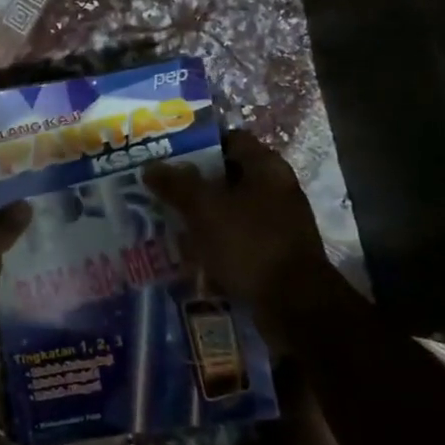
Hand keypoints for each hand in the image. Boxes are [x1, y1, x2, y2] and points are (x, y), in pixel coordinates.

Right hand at [144, 129, 339, 318]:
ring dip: (202, 216)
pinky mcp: (274, 253)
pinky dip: (215, 243)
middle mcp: (277, 189)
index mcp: (266, 168)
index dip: (198, 144)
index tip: (168, 155)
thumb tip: (150, 167)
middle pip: (228, 176)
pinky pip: (237, 239)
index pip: (230, 139)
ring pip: (230, 210)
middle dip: (194, 184)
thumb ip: (176, 184)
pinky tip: (190, 254)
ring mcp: (278, 223)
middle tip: (161, 190)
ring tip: (169, 222)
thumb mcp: (205, 209)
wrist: (294, 305)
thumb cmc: (249, 243)